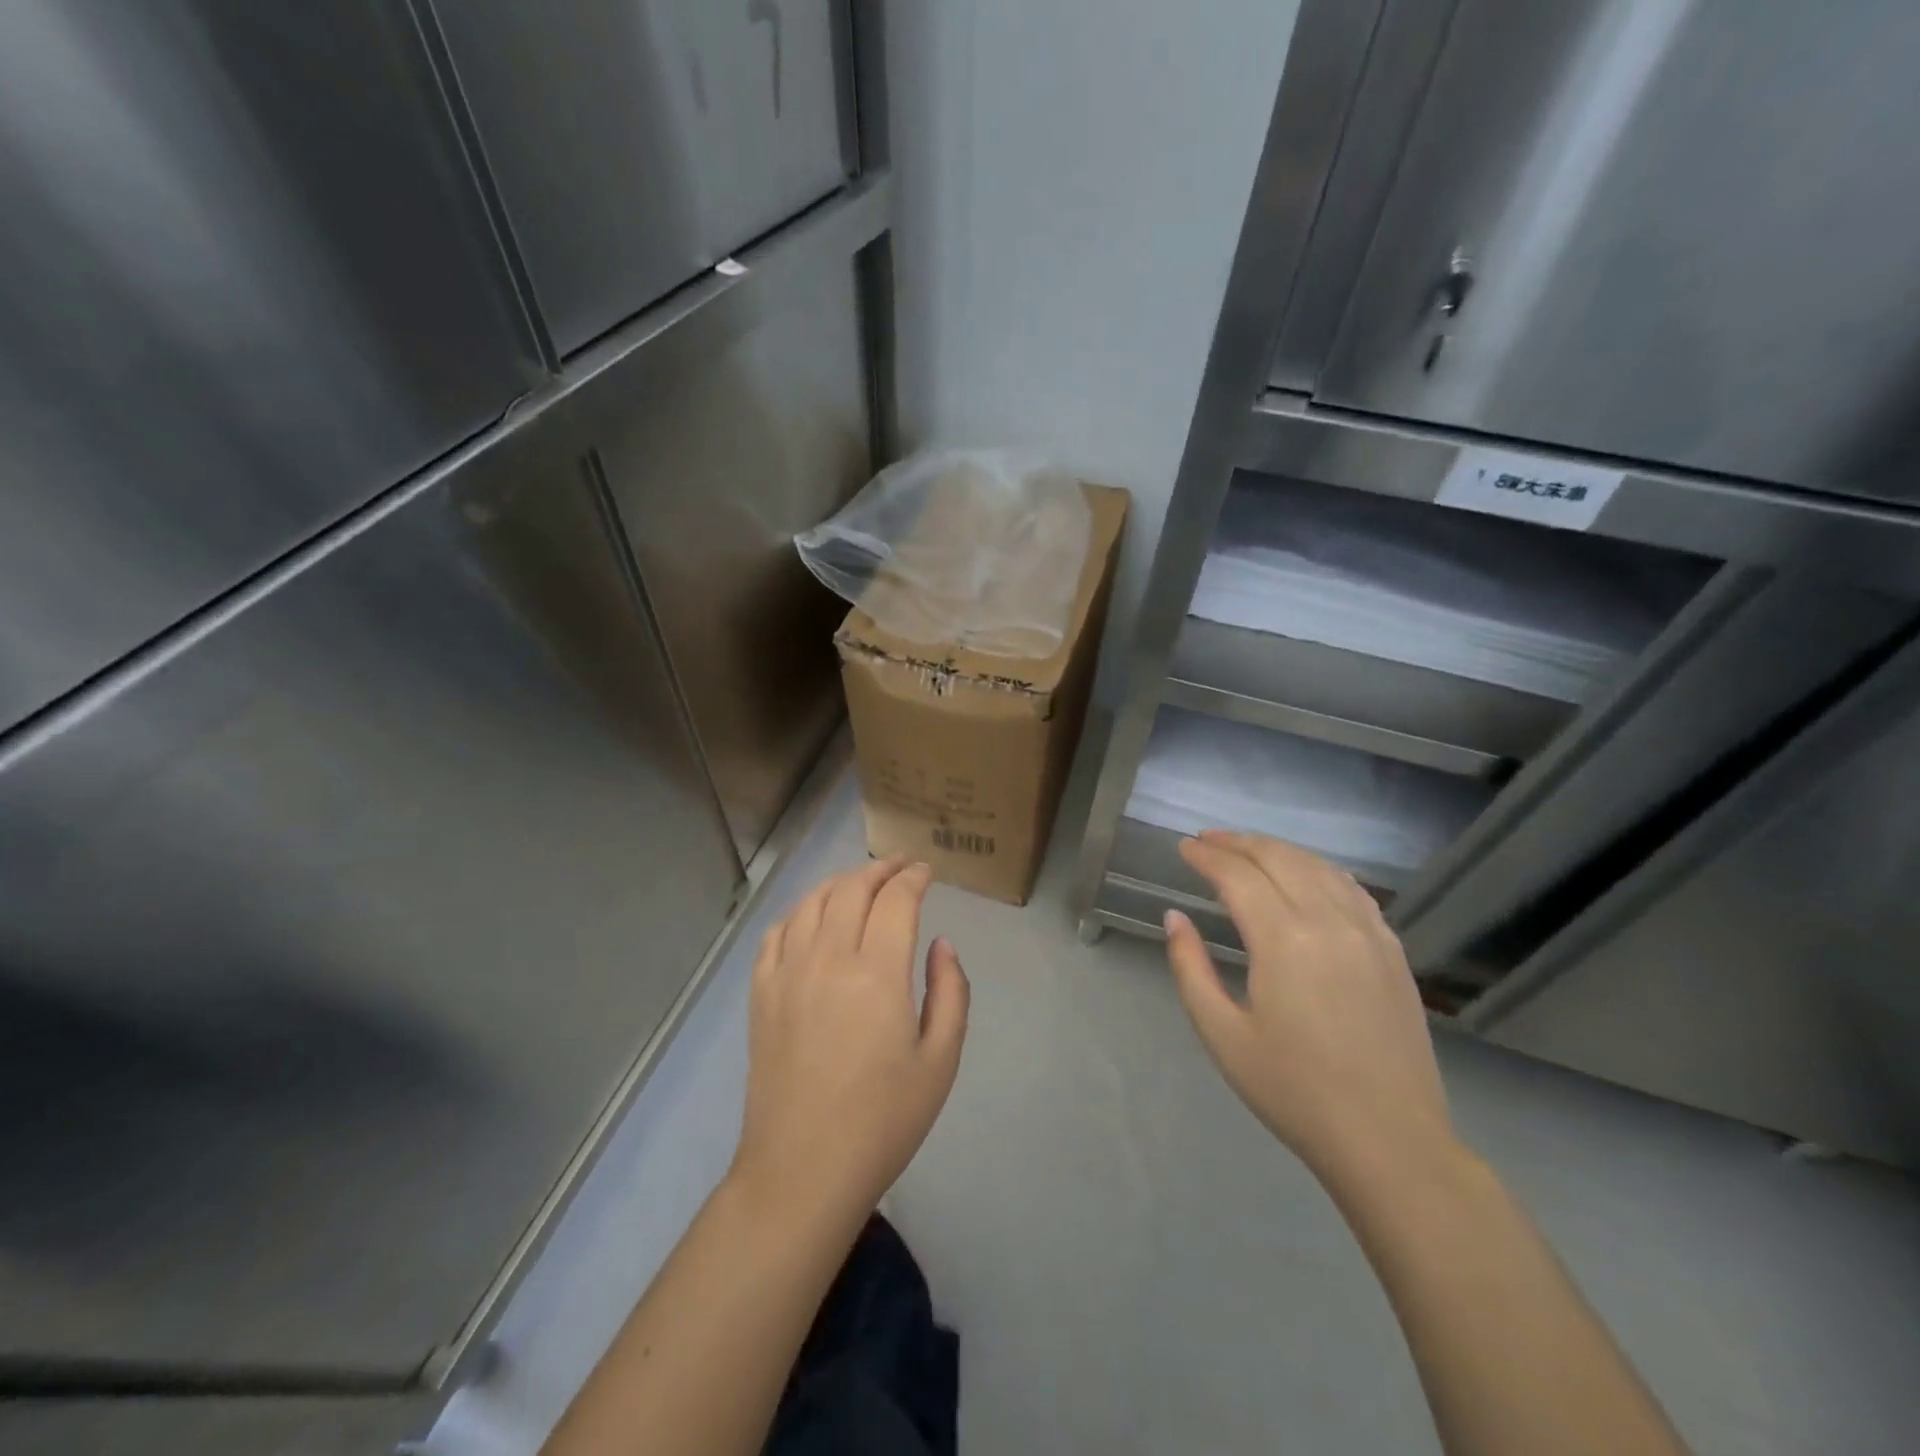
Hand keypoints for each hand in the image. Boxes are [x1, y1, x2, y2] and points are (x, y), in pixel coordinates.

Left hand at [729, 859, 969, 1230]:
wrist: (804, 1169)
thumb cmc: (884, 1120)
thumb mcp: (941, 1060)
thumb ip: (950, 991)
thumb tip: (940, 944)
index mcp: (876, 973)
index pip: (895, 900)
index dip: (914, 878)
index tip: (927, 872)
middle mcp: (827, 958)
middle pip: (852, 889)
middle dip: (881, 870)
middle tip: (900, 867)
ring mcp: (787, 972)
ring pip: (812, 902)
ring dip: (840, 882)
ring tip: (860, 882)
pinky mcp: (761, 993)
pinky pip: (777, 931)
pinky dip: (800, 911)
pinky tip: (812, 916)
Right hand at [1163, 831, 1454, 1191]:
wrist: (1390, 1141)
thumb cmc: (1294, 1091)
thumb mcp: (1222, 1034)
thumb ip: (1191, 968)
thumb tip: (1175, 918)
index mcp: (1283, 940)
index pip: (1238, 875)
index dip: (1207, 856)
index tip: (1183, 847)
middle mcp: (1328, 922)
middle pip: (1279, 858)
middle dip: (1238, 843)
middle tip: (1208, 841)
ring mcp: (1368, 933)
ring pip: (1319, 867)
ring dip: (1278, 850)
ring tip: (1248, 850)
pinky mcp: (1392, 951)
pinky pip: (1352, 890)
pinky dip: (1320, 869)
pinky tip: (1308, 875)